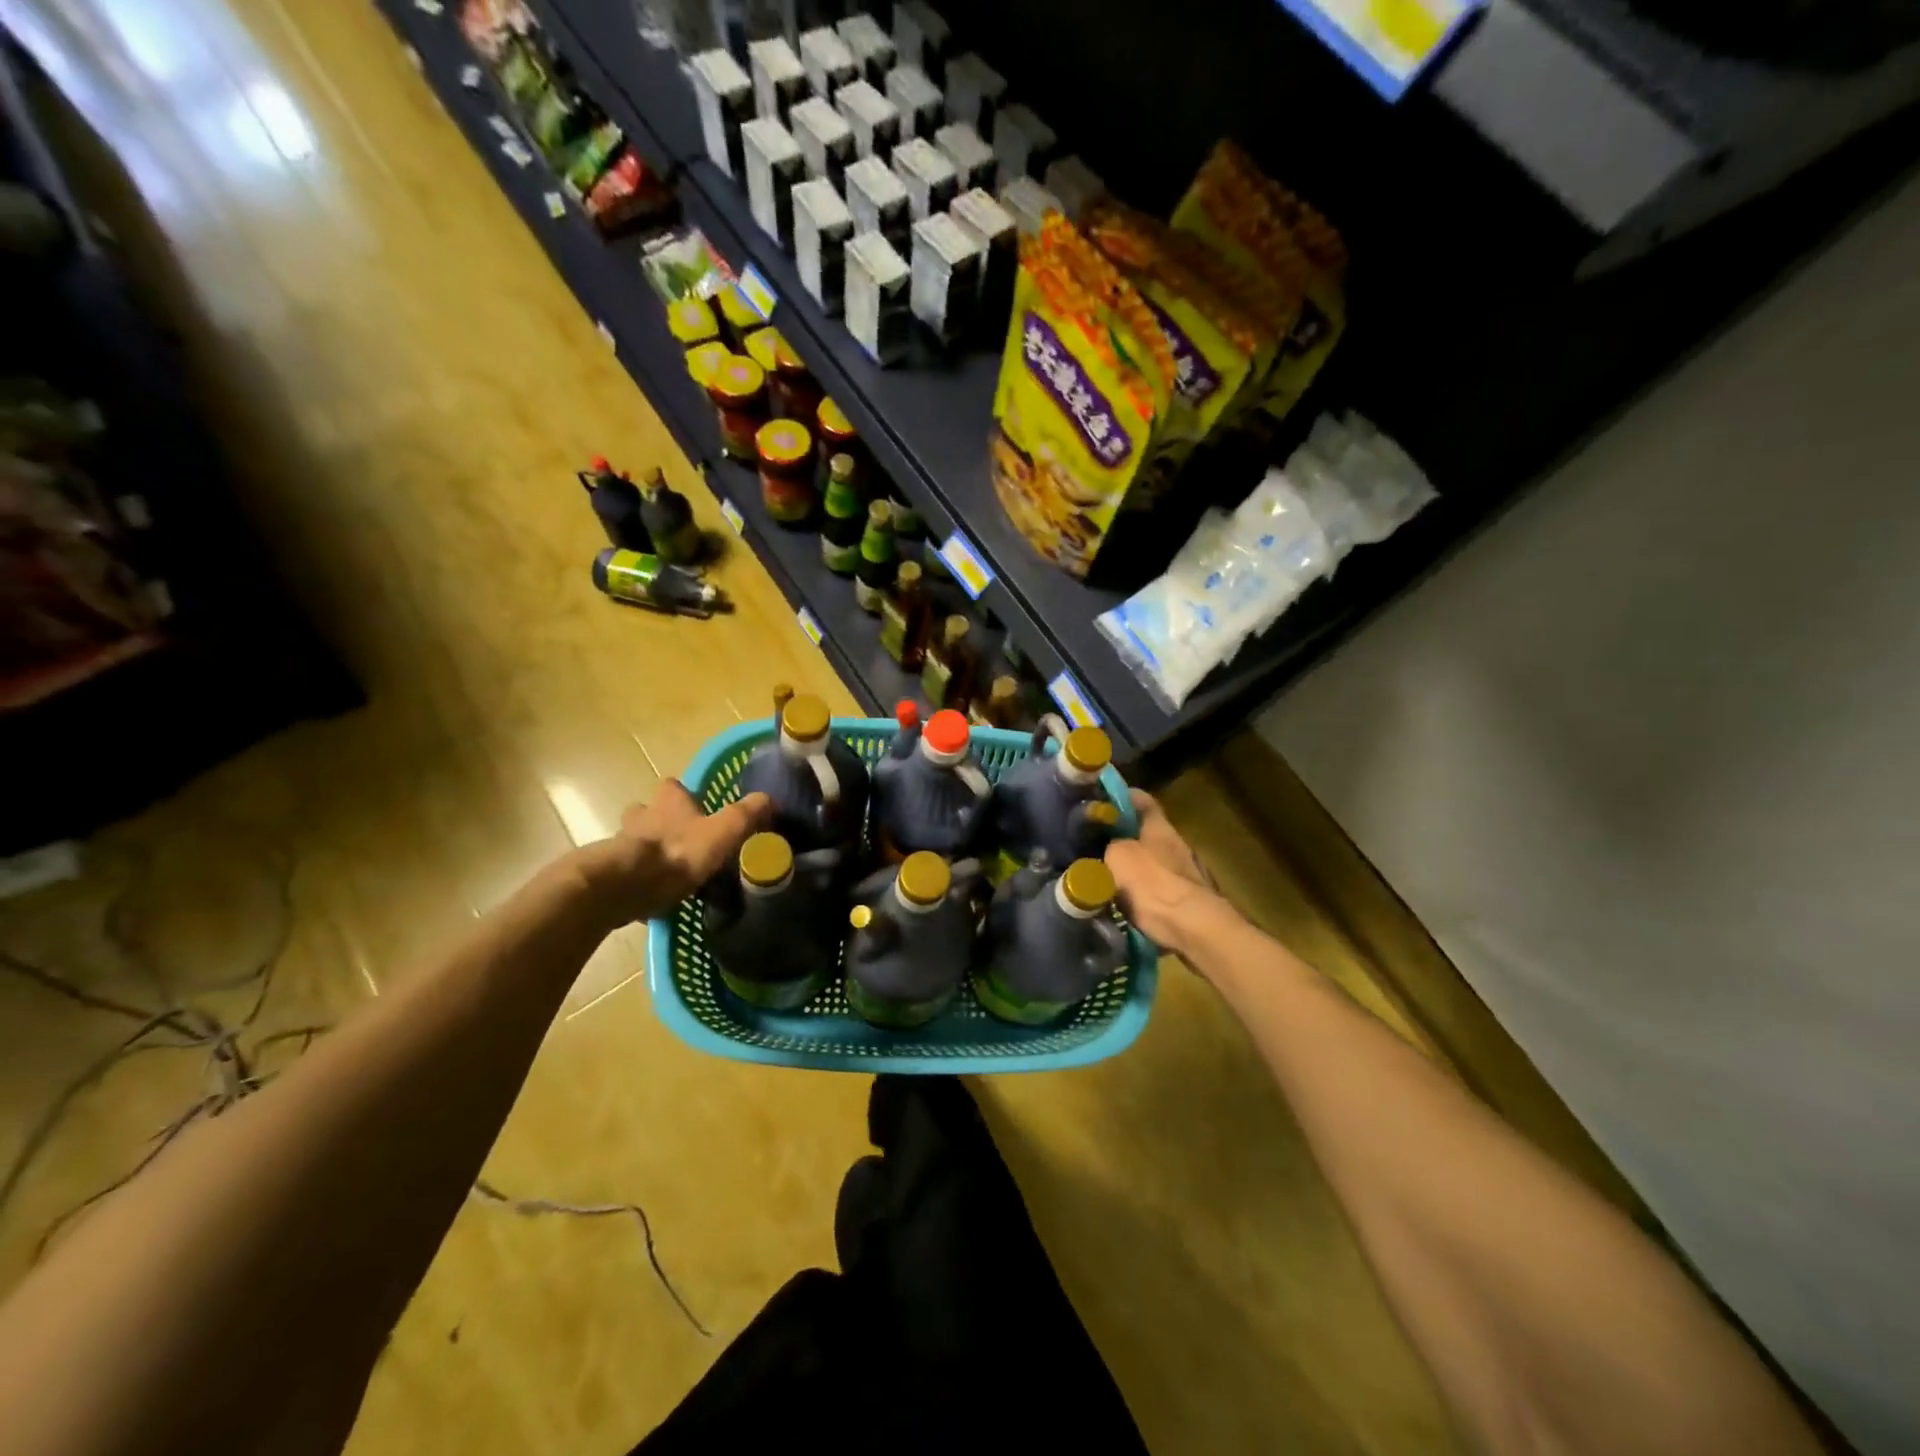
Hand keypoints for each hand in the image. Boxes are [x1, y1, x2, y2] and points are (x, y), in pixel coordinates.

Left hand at [577, 782, 771, 926]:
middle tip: (681, 840)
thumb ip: (747, 814)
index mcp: (668, 801)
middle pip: (647, 811)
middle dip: (661, 822)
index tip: (696, 807)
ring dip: (648, 851)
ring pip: (634, 841)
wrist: (626, 887)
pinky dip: (639, 879)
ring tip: (669, 871)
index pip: (673, 786)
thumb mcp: (725, 831)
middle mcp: (641, 816)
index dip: (683, 794)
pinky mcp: (609, 873)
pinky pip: (626, 872)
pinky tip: (654, 894)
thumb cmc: (679, 853)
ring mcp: (621, 844)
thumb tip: (769, 798)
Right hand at [1105, 790, 1227, 956]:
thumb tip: (1108, 847)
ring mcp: (1187, 873)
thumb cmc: (1153, 884)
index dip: (1122, 795)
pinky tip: (1126, 904)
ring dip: (1134, 868)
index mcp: (1160, 827)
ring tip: (1106, 877)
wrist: (1194, 929)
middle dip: (1123, 837)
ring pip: (1154, 862)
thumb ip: (1110, 845)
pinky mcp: (1189, 901)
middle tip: (1095, 843)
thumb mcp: (1118, 856)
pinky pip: (1159, 890)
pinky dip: (1143, 894)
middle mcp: (1177, 844)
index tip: (1101, 799)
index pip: (1142, 800)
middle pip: (1147, 832)